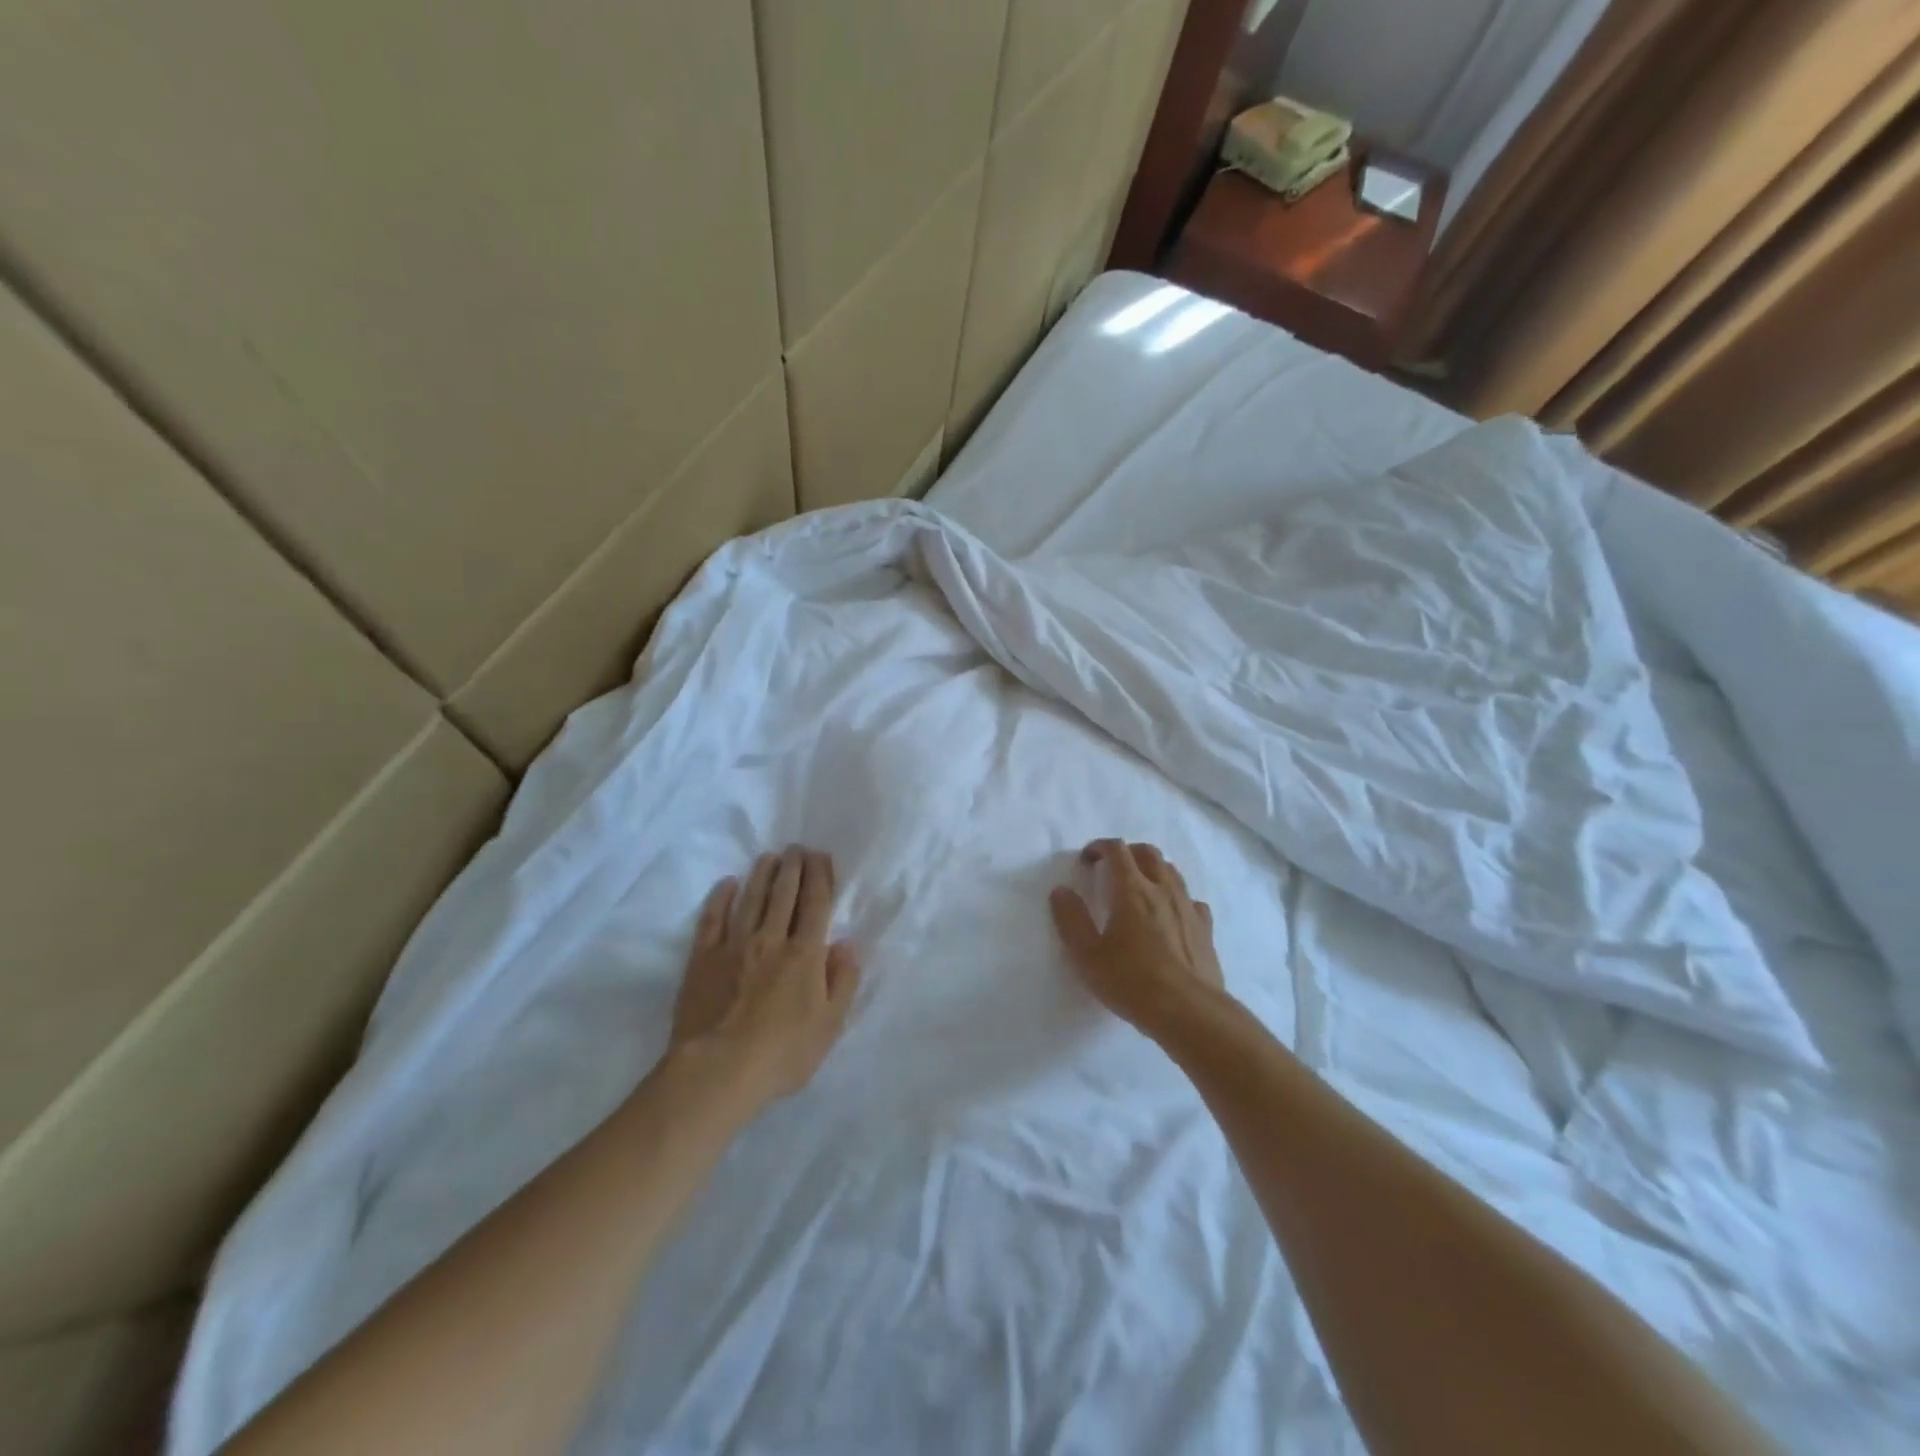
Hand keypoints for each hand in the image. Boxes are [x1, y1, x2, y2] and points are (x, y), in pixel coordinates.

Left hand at [670, 847, 861, 1102]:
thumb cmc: (782, 1054)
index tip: (821, 856)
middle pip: (784, 894)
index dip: (820, 876)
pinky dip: (720, 898)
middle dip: (793, 867)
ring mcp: (733, 946)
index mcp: (805, 955)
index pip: (816, 904)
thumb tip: (847, 944)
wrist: (717, 1071)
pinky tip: (727, 884)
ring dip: (762, 874)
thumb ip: (842, 980)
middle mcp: (771, 940)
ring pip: (751, 899)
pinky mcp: (702, 959)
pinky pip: (712, 919)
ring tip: (769, 857)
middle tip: (796, 848)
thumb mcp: (829, 1026)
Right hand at [1050, 839, 1224, 1037]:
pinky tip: (1171, 915)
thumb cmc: (1132, 982)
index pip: (1117, 850)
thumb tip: (1061, 891)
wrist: (1190, 1013)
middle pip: (1148, 853)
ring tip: (1139, 888)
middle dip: (1128, 853)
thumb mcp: (1088, 956)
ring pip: (1172, 872)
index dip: (1100, 847)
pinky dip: (1177, 898)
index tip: (1087, 859)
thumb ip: (1071, 920)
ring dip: (1153, 870)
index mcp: (1132, 890)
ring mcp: (1189, 907)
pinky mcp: (1205, 929)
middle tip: (1112, 869)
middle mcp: (1163, 890)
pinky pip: (1191, 900)